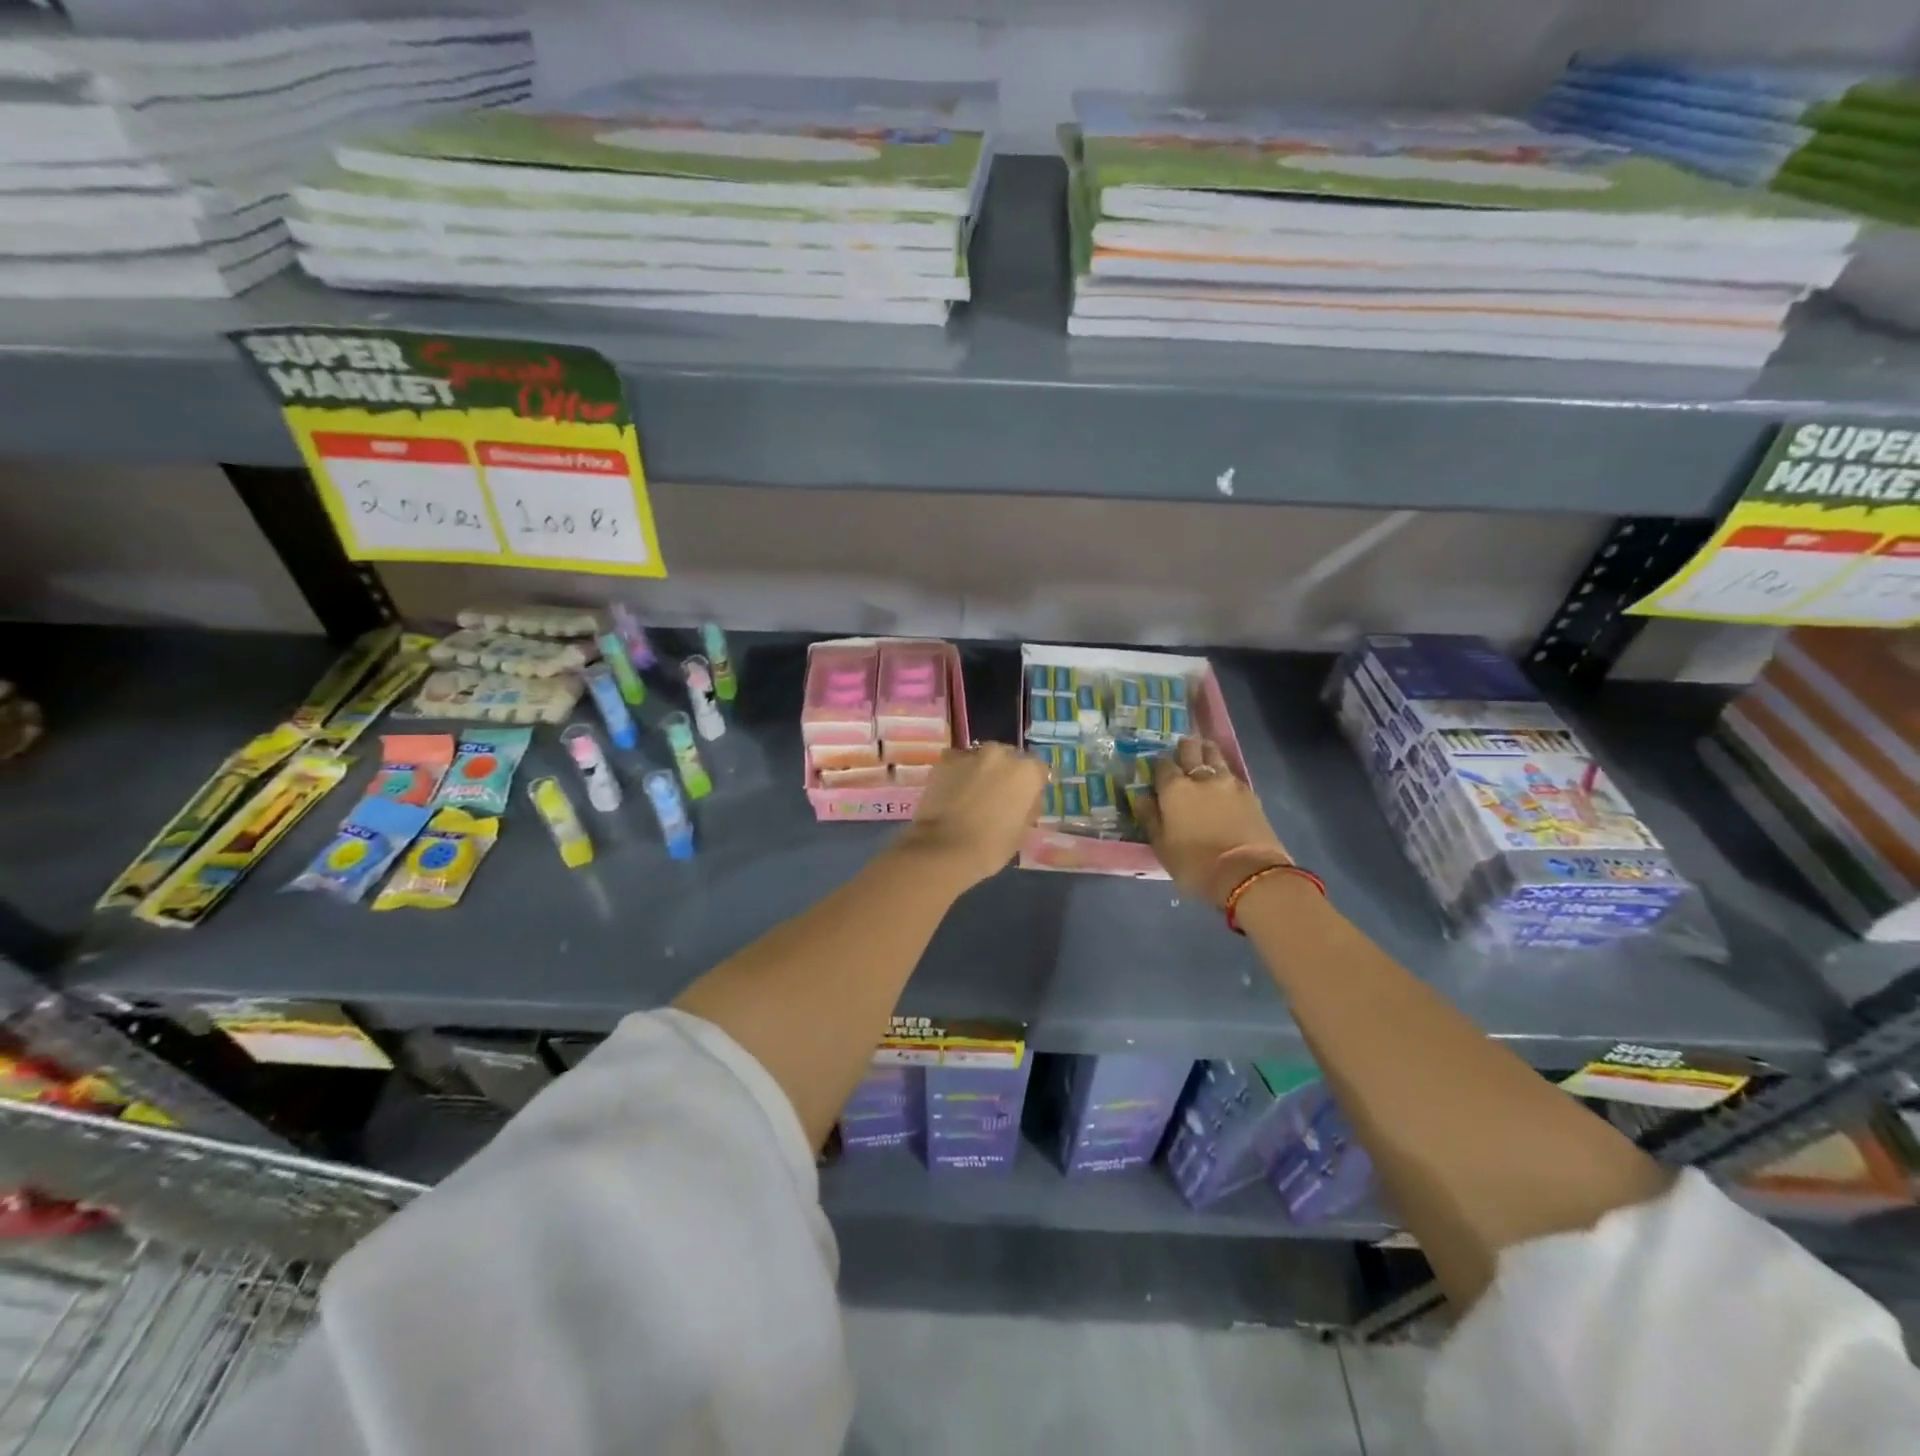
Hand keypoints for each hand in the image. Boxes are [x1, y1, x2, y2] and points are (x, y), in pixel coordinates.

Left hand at [893, 743, 1047, 890]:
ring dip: (980, 771)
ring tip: (972, 794)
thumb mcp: (1022, 831)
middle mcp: (1000, 754)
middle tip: (997, 795)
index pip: (1038, 770)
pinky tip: (953, 793)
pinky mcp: (944, 762)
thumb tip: (1025, 801)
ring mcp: (970, 755)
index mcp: (1026, 772)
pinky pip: (957, 764)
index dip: (1032, 785)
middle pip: (1008, 758)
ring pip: (981, 759)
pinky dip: (957, 775)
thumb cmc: (991, 846)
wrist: (944, 849)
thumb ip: (1027, 808)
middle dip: (1005, 773)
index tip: (1026, 798)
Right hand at [1138, 737, 1291, 907]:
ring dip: (1207, 752)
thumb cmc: (1195, 864)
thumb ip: (1150, 818)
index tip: (1158, 771)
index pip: (1163, 764)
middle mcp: (1201, 778)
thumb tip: (1142, 797)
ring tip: (1204, 755)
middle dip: (1185, 747)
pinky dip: (1225, 773)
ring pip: (1215, 755)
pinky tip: (1223, 782)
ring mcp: (1229, 783)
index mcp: (1174, 789)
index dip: (1159, 765)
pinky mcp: (1250, 794)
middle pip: (1191, 749)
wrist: (1248, 874)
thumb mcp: (1162, 847)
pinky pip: (1232, 774)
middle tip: (1182, 751)